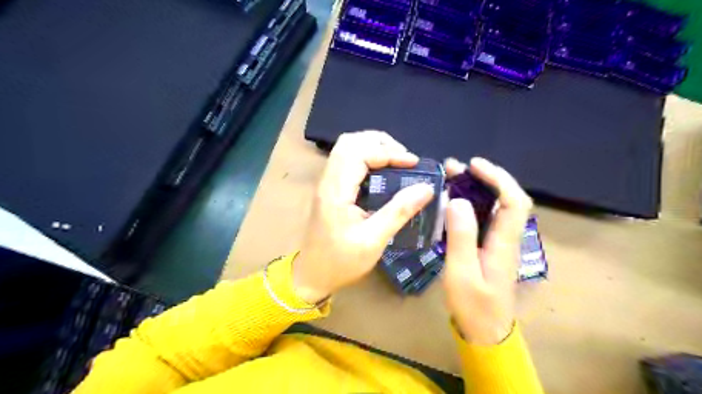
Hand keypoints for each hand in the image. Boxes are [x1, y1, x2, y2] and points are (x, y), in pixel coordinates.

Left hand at [290, 132, 434, 304]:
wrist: (311, 276)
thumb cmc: (341, 262)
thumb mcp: (373, 241)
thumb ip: (399, 212)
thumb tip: (426, 188)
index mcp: (335, 191)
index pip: (359, 152)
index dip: (389, 152)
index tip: (413, 163)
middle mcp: (328, 181)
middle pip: (350, 142)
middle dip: (380, 143)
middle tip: (404, 158)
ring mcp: (327, 184)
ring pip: (346, 148)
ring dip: (373, 147)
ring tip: (396, 161)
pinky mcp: (330, 189)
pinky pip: (346, 161)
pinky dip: (366, 158)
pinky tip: (382, 172)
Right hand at [444, 156, 532, 344]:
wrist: (485, 330)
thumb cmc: (473, 304)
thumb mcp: (461, 272)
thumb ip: (461, 237)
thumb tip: (457, 200)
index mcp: (504, 242)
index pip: (513, 201)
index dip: (498, 178)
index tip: (473, 165)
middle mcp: (506, 237)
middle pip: (505, 199)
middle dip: (484, 177)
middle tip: (454, 168)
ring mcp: (498, 242)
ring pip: (494, 206)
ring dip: (476, 188)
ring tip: (451, 177)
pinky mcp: (488, 247)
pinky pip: (483, 217)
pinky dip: (470, 203)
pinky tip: (454, 201)